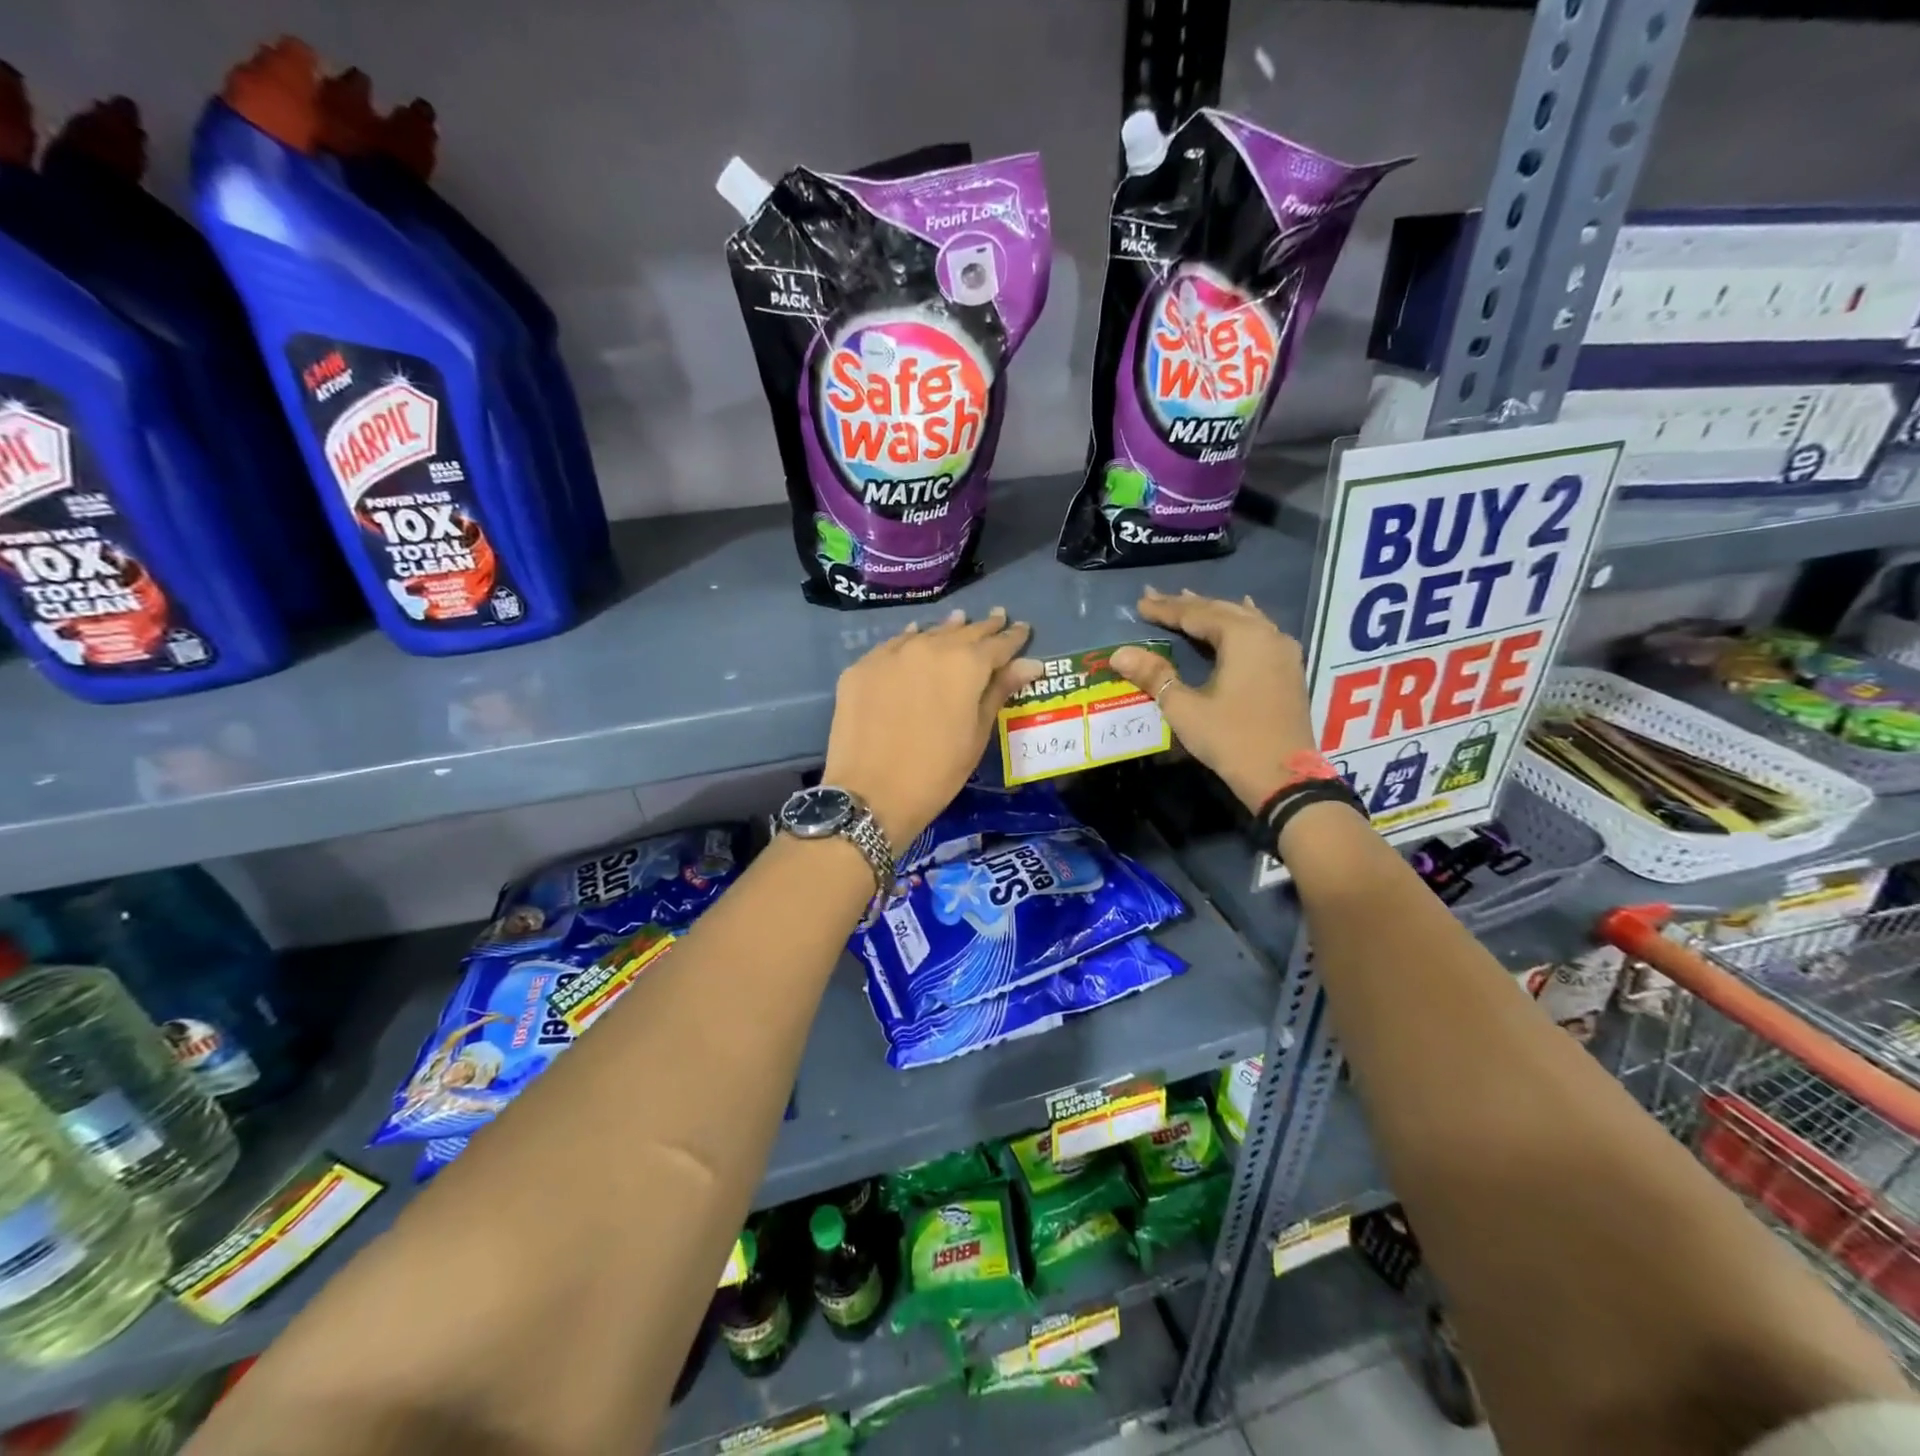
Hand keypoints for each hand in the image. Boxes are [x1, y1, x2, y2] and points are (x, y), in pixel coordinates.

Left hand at [824, 608, 1041, 848]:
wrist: (870, 793)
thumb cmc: (936, 772)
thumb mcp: (977, 734)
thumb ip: (999, 691)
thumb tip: (1030, 663)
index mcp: (965, 664)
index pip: (998, 643)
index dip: (1013, 637)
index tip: (1022, 629)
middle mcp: (929, 647)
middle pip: (962, 632)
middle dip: (983, 628)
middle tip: (998, 616)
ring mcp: (891, 654)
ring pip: (927, 634)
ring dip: (946, 630)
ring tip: (959, 622)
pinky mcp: (861, 667)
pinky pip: (893, 645)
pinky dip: (909, 641)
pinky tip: (914, 637)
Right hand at [1111, 588, 1316, 813]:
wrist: (1284, 777)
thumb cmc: (1231, 739)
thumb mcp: (1185, 708)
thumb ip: (1154, 675)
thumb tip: (1119, 653)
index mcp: (1242, 637)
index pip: (1196, 614)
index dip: (1166, 609)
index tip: (1140, 603)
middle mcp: (1267, 634)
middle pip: (1221, 610)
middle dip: (1188, 605)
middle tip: (1157, 598)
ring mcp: (1283, 651)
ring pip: (1243, 619)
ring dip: (1214, 612)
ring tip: (1190, 602)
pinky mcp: (1289, 669)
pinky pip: (1260, 632)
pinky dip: (1239, 623)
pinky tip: (1240, 618)